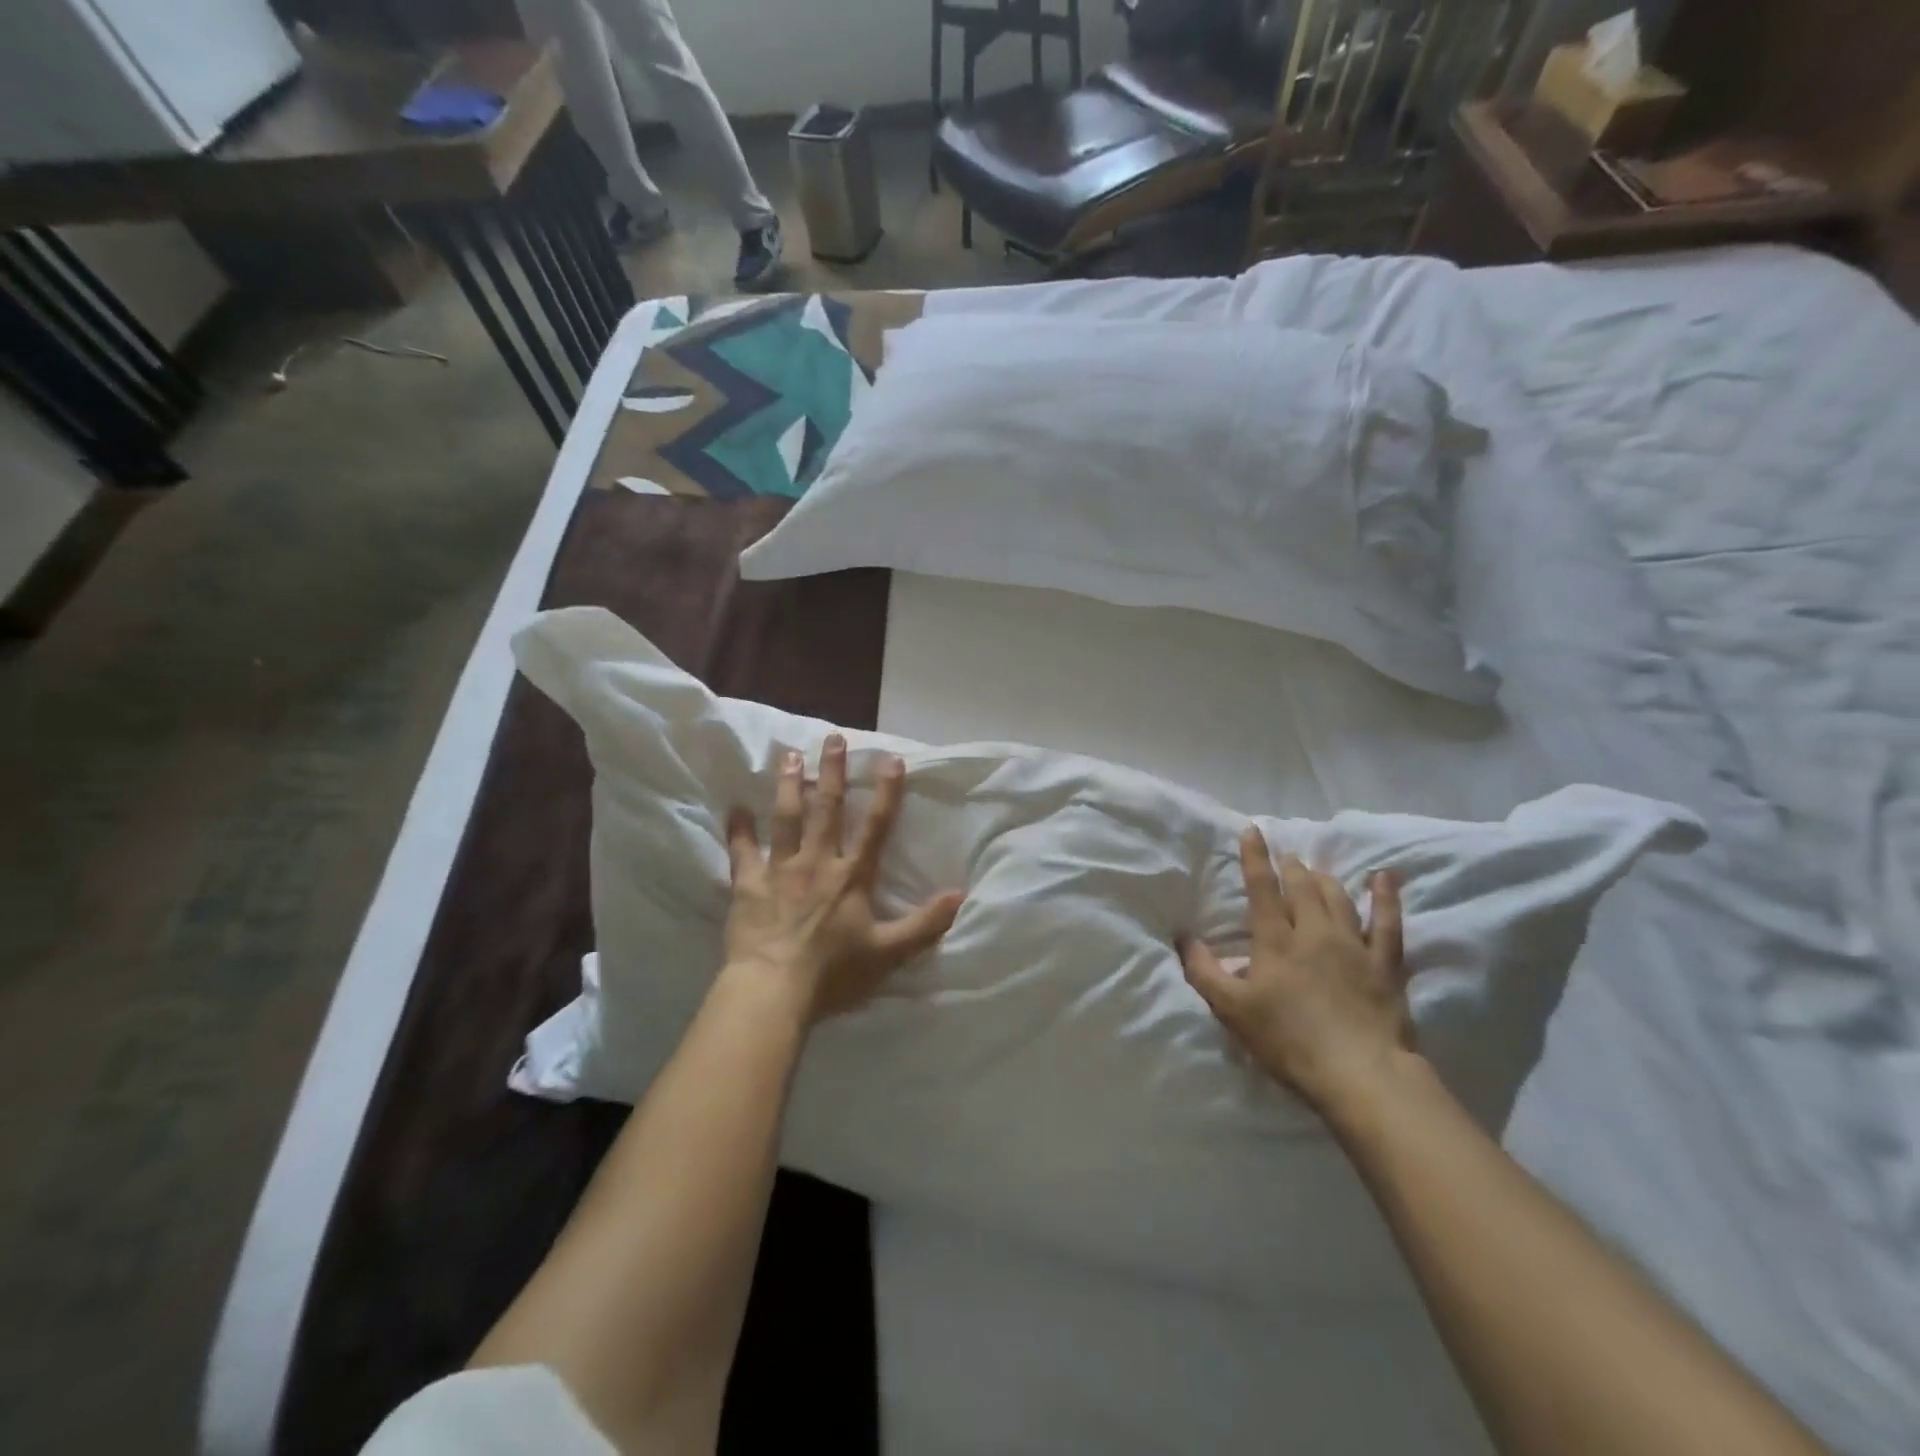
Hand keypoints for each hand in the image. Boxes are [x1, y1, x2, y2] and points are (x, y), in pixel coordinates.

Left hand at [724, 734, 963, 1023]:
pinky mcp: (749, 884)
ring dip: (789, 785)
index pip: (875, 826)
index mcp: (852, 876)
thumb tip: (961, 895)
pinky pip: (741, 851)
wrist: (775, 989)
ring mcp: (780, 870)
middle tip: (833, 738)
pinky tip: (735, 807)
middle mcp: (817, 862)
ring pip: (786, 818)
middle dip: (832, 772)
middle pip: (827, 809)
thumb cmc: (834, 972)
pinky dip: (738, 829)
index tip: (891, 759)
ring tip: (789, 756)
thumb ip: (925, 923)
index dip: (886, 792)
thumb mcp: (889, 952)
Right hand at [1179, 827, 1410, 1114]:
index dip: (1255, 858)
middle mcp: (1314, 933)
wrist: (1360, 1073)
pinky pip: (1388, 923)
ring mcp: (1354, 946)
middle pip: (1302, 888)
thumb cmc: (1288, 1041)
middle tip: (1287, 856)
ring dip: (1325, 879)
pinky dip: (1386, 897)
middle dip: (1291, 867)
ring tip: (1317, 869)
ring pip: (1338, 899)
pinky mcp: (1385, 965)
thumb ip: (1205, 971)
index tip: (1252, 830)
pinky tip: (1384, 877)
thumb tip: (1184, 937)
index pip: (1262, 889)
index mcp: (1276, 941)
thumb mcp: (1232, 1010)